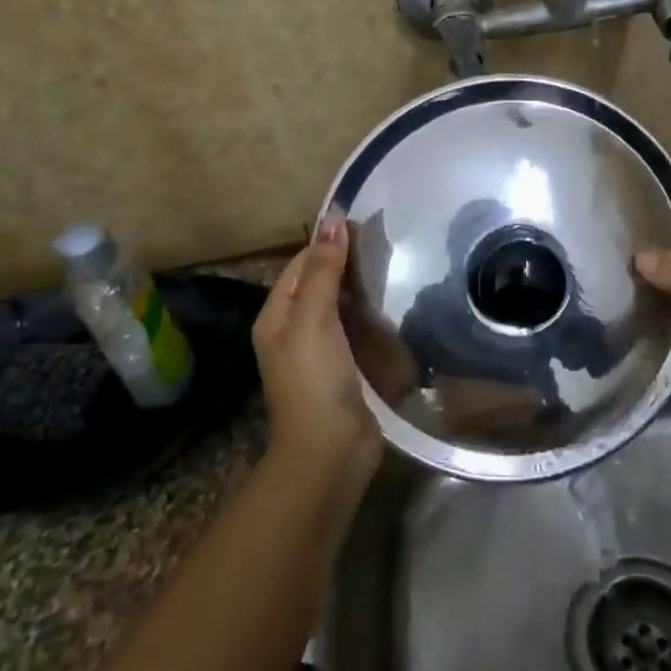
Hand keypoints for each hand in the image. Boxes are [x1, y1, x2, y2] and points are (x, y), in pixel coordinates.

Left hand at [253, 218, 381, 476]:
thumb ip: (324, 271)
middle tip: (385, 243)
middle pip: (319, 283)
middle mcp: (293, 329)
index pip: (301, 264)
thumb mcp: (314, 318)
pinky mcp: (344, 367)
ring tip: (394, 266)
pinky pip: (355, 329)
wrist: (330, 450)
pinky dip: (370, 313)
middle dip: (346, 263)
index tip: (364, 224)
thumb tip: (333, 220)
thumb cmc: (315, 378)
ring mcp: (319, 350)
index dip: (329, 243)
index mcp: (277, 316)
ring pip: (339, 305)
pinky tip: (392, 305)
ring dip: (360, 288)